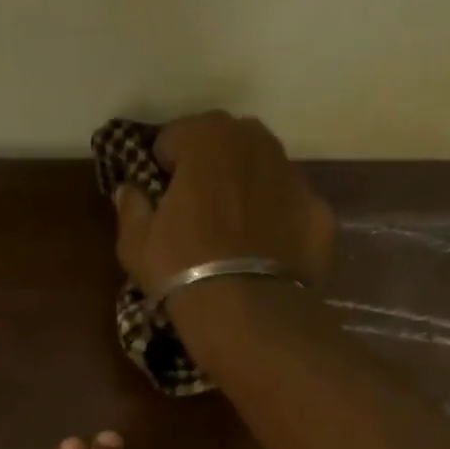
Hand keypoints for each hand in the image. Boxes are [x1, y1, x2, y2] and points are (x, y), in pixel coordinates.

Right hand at [114, 111, 335, 298]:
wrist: (246, 311)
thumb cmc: (181, 268)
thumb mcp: (135, 243)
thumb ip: (131, 207)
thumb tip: (129, 190)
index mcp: (207, 138)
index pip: (174, 137)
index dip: (162, 166)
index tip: (158, 197)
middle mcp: (257, 142)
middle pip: (225, 145)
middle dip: (209, 169)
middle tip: (195, 212)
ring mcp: (295, 175)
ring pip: (262, 173)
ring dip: (245, 191)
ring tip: (232, 235)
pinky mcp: (320, 212)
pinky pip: (290, 209)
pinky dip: (277, 223)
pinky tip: (264, 255)